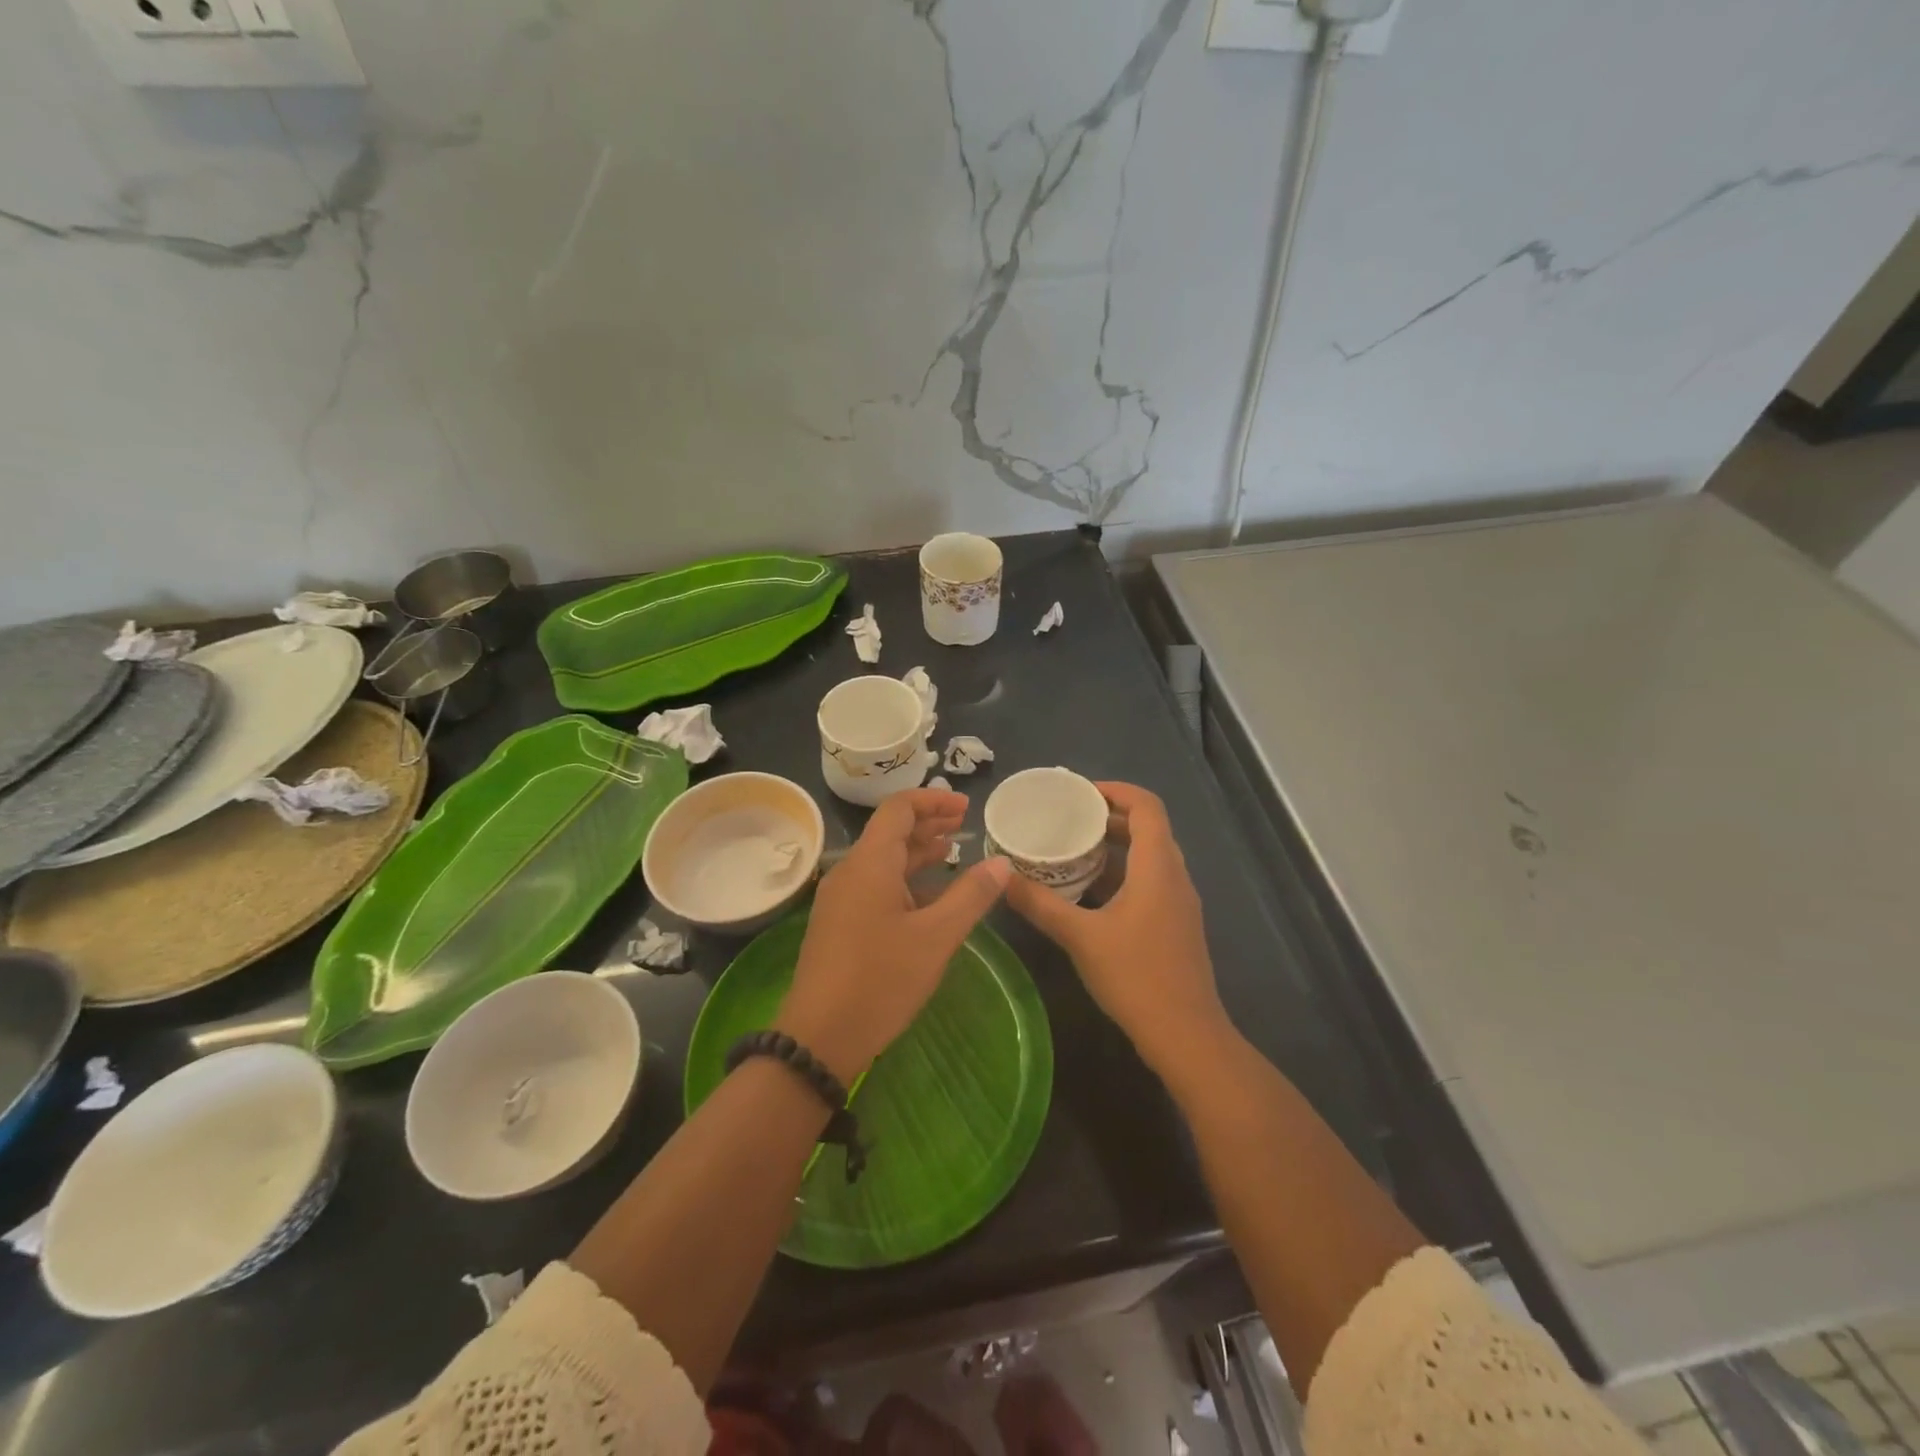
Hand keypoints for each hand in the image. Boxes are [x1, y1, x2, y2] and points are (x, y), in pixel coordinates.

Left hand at [778, 788, 1011, 1083]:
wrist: (820, 1037)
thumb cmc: (881, 980)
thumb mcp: (936, 937)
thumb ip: (971, 895)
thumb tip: (1001, 862)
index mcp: (870, 862)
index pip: (899, 808)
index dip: (933, 801)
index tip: (966, 808)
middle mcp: (850, 871)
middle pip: (890, 831)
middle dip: (928, 824)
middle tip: (964, 826)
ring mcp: (840, 898)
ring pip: (882, 860)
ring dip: (917, 852)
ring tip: (952, 853)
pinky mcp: (838, 922)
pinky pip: (874, 884)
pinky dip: (904, 879)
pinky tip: (928, 896)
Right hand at [1005, 782, 1231, 1078]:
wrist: (1186, 1034)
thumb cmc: (1136, 976)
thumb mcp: (1081, 937)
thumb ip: (1041, 905)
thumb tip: (1002, 878)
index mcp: (1158, 866)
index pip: (1147, 806)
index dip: (1115, 791)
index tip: (1079, 792)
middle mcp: (1175, 876)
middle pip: (1148, 827)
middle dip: (1110, 817)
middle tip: (1068, 818)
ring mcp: (1180, 902)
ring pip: (1150, 856)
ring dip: (1116, 846)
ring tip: (1073, 848)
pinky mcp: (1176, 924)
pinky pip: (1151, 880)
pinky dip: (1122, 872)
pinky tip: (1090, 892)